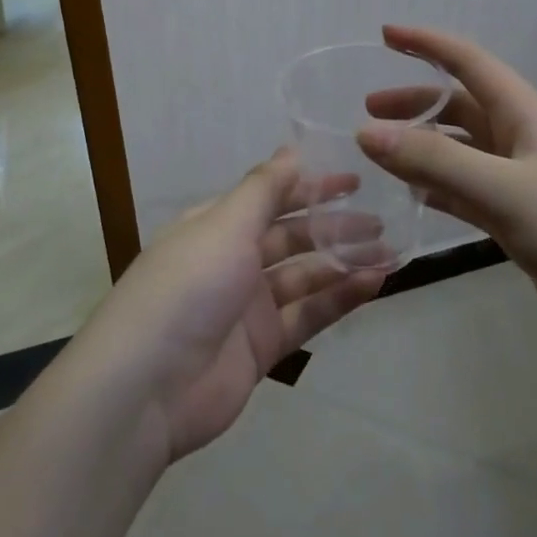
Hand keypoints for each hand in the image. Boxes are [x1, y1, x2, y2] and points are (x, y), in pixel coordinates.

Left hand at [79, 149, 384, 462]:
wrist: (147, 387)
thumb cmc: (188, 286)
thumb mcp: (225, 225)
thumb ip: (264, 188)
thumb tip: (291, 149)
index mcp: (216, 225)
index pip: (270, 197)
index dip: (310, 187)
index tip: (354, 181)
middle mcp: (232, 259)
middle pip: (291, 236)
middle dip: (334, 226)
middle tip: (381, 220)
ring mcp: (247, 305)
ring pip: (305, 275)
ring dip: (344, 262)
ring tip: (389, 252)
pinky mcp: (263, 346)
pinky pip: (308, 314)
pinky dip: (339, 299)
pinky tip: (373, 284)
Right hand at [358, 25, 536, 376]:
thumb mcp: (511, 192)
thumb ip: (437, 163)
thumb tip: (366, 131)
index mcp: (528, 117)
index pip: (471, 63)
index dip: (428, 44)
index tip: (385, 35)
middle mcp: (526, 145)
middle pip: (462, 110)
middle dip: (416, 103)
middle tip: (367, 114)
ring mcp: (529, 190)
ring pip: (464, 157)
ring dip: (424, 151)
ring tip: (380, 157)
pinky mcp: (530, 231)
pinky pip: (473, 199)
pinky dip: (441, 194)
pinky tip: (416, 202)